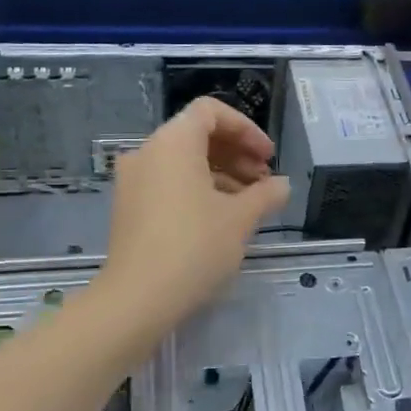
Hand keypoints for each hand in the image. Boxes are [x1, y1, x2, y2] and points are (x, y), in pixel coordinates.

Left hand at [99, 96, 291, 335]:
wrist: (138, 298)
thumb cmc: (194, 246)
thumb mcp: (240, 218)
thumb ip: (266, 193)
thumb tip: (282, 185)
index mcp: (173, 142)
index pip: (211, 111)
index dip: (246, 129)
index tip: (267, 157)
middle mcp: (148, 151)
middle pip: (197, 135)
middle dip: (236, 153)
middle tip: (264, 181)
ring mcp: (133, 180)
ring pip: (183, 161)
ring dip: (220, 173)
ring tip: (249, 203)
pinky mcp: (128, 206)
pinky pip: (168, 182)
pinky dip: (197, 189)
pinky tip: (220, 217)